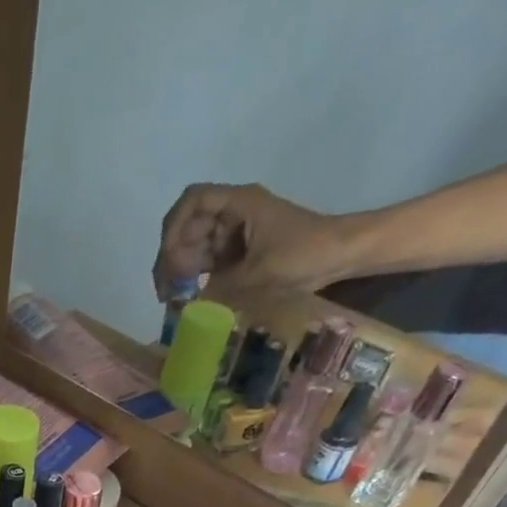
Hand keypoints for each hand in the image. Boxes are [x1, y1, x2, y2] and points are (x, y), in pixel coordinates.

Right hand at [154, 183, 359, 300]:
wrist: (340, 254)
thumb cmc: (303, 254)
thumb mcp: (258, 275)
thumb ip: (218, 289)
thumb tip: (185, 306)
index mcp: (239, 203)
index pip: (193, 201)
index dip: (174, 227)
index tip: (170, 259)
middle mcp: (233, 212)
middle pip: (188, 227)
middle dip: (172, 257)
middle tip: (166, 292)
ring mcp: (235, 231)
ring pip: (194, 246)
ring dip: (181, 271)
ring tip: (175, 299)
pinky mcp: (239, 250)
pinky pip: (208, 260)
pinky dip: (196, 278)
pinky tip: (190, 298)